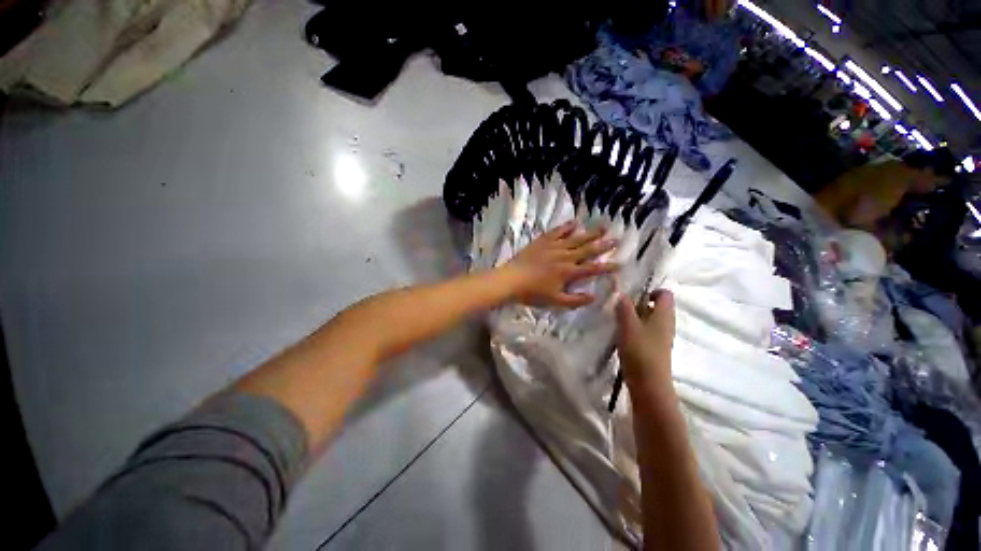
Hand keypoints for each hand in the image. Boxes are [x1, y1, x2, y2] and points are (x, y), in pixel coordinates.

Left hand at [499, 222, 617, 307]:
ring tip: (603, 227)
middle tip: (617, 238)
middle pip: (587, 249)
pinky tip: (575, 222)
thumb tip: (594, 296)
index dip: (607, 266)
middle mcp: (565, 256)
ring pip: (575, 238)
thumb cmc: (533, 293)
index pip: (593, 268)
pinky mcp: (542, 241)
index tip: (621, 263)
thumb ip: (575, 300)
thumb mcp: (555, 301)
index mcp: (569, 272)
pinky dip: (566, 227)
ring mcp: (553, 247)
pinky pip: (557, 232)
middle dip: (603, 245)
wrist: (511, 280)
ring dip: (590, 233)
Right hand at [615, 290, 675, 391]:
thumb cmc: (640, 351)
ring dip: (634, 317)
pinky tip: (622, 335)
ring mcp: (661, 337)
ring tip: (618, 321)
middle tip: (620, 308)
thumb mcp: (628, 324)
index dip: (650, 290)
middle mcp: (666, 324)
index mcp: (664, 315)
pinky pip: (646, 331)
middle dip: (638, 304)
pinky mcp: (654, 348)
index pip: (665, 293)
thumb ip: (624, 306)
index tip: (632, 296)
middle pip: (656, 306)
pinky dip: (634, 329)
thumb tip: (622, 293)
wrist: (649, 384)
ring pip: (649, 319)